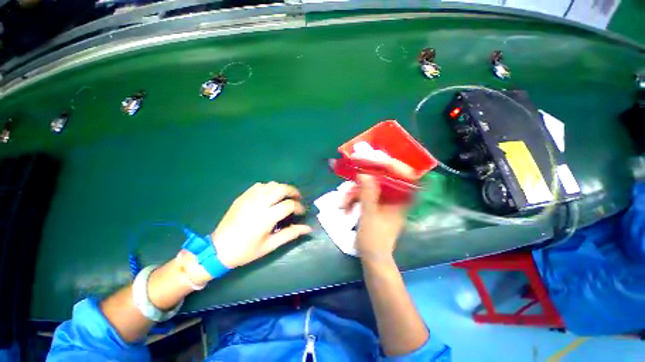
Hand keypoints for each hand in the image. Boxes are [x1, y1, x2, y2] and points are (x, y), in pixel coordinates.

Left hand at [210, 182, 311, 268]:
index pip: (288, 205)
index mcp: (266, 217)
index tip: (302, 212)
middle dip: (293, 191)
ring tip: (286, 197)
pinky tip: (270, 195)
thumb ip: (291, 234)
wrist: (218, 249)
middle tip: (298, 198)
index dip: (299, 207)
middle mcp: (258, 204)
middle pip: (281, 189)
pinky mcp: (242, 197)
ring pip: (271, 184)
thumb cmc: (246, 250)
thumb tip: (308, 228)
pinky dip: (269, 187)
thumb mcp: (270, 245)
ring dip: (282, 188)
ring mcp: (249, 198)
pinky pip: (259, 185)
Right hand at [342, 157, 417, 261]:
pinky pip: (365, 196)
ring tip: (343, 205)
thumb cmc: (374, 239)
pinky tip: (345, 207)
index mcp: (401, 201)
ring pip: (369, 188)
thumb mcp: (369, 215)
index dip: (392, 164)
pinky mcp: (375, 205)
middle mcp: (394, 198)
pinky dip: (354, 199)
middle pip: (381, 179)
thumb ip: (368, 194)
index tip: (375, 159)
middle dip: (362, 182)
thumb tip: (365, 174)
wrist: (372, 258)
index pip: (404, 176)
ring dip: (354, 194)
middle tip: (349, 180)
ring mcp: (384, 202)